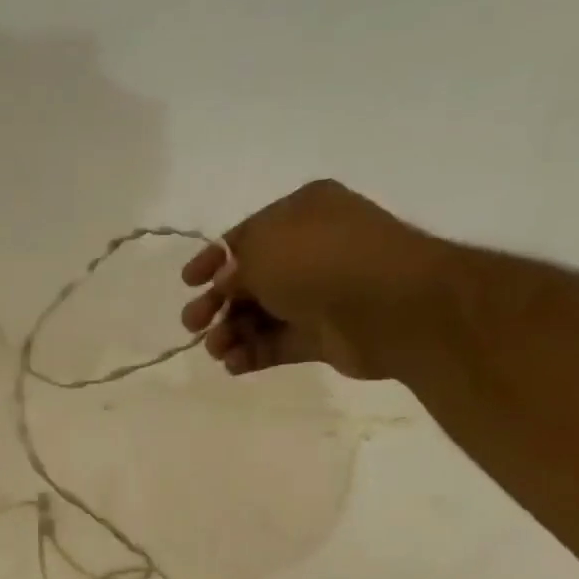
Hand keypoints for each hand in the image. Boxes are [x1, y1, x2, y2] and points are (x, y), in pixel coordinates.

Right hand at [179, 178, 442, 379]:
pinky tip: (234, 364)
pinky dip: (253, 353)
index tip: (187, 282)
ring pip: (261, 315)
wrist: (391, 306)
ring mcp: (320, 294)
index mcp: (301, 213)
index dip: (212, 259)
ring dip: (231, 332)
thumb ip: (233, 267)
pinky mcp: (324, 335)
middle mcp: (311, 250)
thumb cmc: (320, 261)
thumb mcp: (261, 249)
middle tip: (193, 323)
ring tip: (217, 350)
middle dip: (216, 303)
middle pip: (249, 280)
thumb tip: (227, 286)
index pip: (245, 236)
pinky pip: (279, 343)